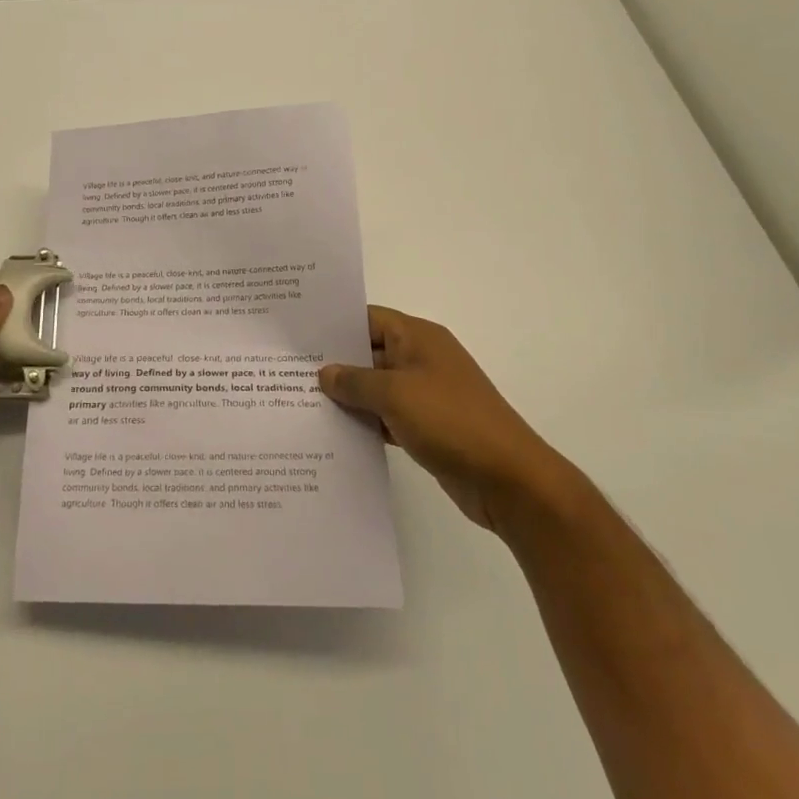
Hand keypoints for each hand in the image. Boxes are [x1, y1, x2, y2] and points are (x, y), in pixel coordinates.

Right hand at [320, 306, 566, 529]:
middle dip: (334, 363)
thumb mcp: (395, 394)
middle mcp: (421, 360)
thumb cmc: (451, 421)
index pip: (367, 318)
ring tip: (301, 402)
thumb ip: (355, 381)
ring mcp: (426, 395)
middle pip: (369, 352)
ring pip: (376, 387)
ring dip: (348, 397)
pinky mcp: (427, 427)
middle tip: (288, 371)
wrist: (510, 480)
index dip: (334, 324)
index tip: (297, 335)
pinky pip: (386, 416)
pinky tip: (334, 433)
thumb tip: (325, 373)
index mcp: (418, 338)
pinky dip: (365, 422)